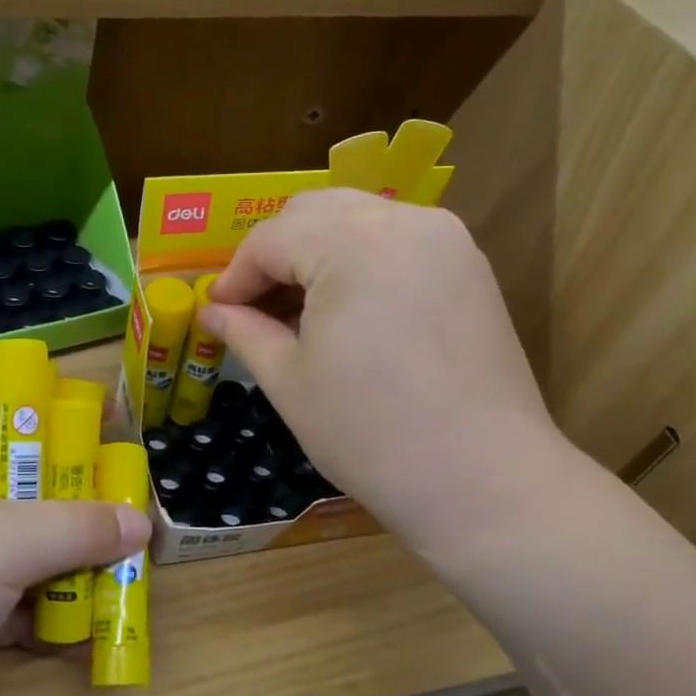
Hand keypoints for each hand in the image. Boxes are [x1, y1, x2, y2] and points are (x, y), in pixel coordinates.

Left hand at [0, 382, 149, 695]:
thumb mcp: (5, 541)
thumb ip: (80, 528)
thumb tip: (142, 523)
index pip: (1, 399)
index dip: (52, 400)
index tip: (108, 417)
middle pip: (24, 474)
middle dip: (78, 488)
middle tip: (133, 496)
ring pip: (25, 537)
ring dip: (72, 550)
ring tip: (133, 554)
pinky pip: (17, 592)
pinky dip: (52, 601)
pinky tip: (100, 613)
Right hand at [203, 189, 576, 547]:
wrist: (485, 483)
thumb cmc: (370, 433)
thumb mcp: (290, 381)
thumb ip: (245, 331)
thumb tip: (210, 309)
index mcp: (353, 243)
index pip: (271, 239)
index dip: (235, 275)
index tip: (216, 312)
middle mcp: (403, 221)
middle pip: (313, 213)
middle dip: (273, 254)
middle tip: (253, 307)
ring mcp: (445, 240)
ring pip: (356, 219)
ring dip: (315, 252)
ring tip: (297, 310)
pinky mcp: (469, 266)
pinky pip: (395, 240)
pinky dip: (358, 259)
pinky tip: (346, 309)